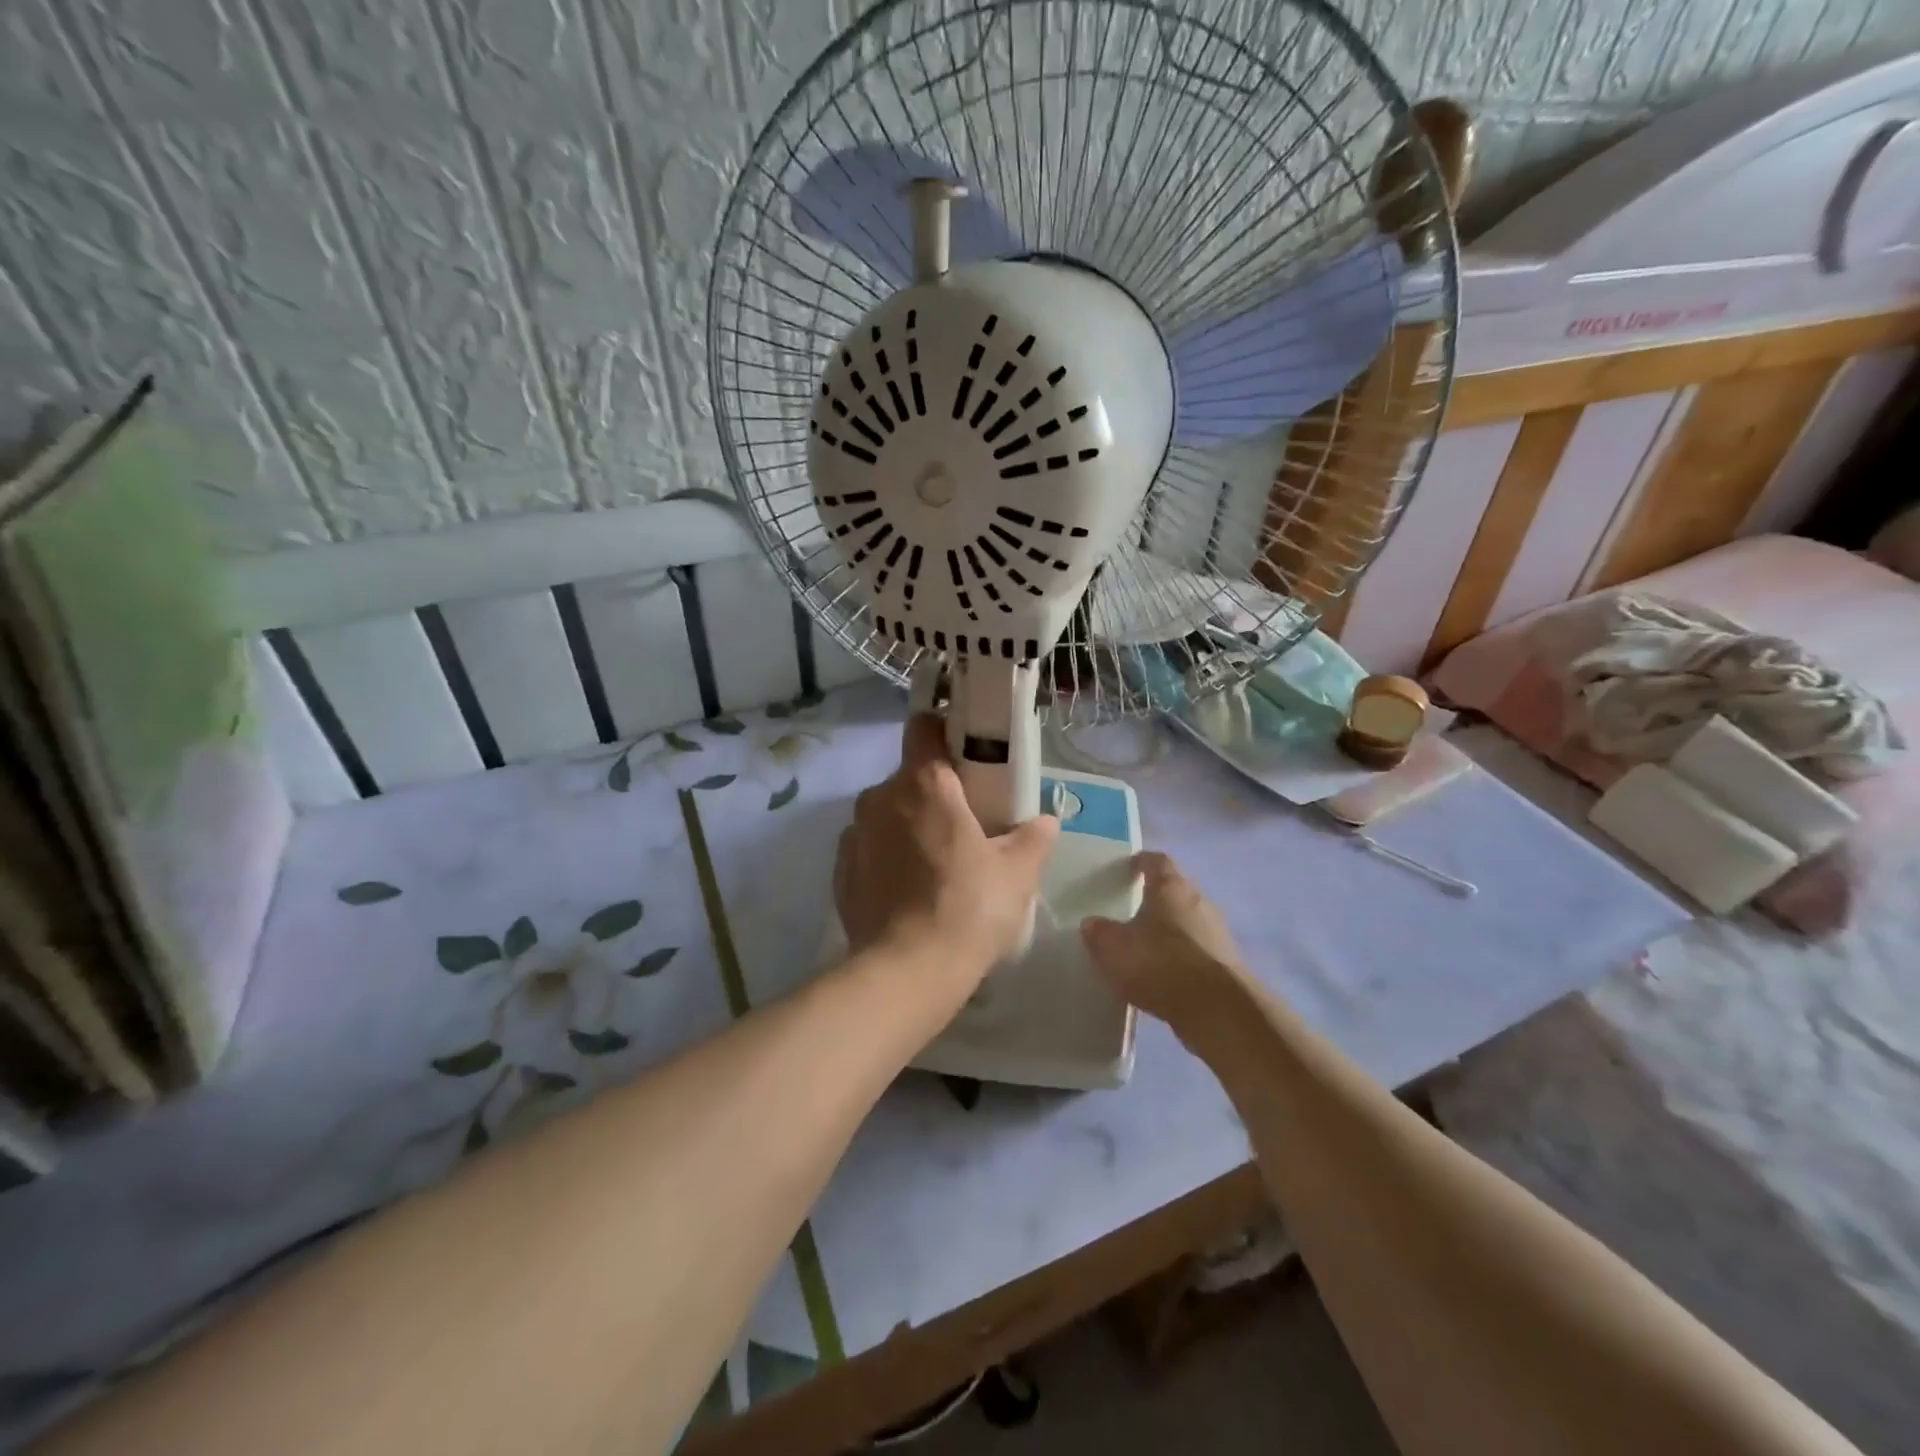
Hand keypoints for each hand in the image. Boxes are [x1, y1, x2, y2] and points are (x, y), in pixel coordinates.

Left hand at [834, 715, 1058, 1004]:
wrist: (907, 973)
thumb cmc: (969, 909)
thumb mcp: (1018, 873)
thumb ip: (1034, 837)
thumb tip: (1045, 820)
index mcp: (924, 784)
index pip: (924, 727)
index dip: (944, 731)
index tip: (965, 753)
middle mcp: (880, 797)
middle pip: (909, 777)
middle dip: (934, 793)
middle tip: (964, 825)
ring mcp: (854, 834)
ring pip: (887, 813)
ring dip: (908, 826)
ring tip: (936, 865)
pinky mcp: (840, 871)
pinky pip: (869, 847)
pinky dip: (887, 857)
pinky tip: (908, 891)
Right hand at [1082, 852, 1252, 1039]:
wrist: (1217, 1010)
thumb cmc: (1160, 964)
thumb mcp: (1114, 948)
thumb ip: (1099, 933)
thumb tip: (1092, 923)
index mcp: (1170, 887)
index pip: (1157, 861)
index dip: (1141, 862)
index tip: (1128, 867)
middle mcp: (1198, 901)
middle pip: (1175, 890)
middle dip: (1156, 898)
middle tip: (1131, 908)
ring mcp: (1218, 933)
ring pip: (1188, 921)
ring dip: (1170, 929)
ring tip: (1146, 945)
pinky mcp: (1227, 963)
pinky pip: (1198, 950)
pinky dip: (1182, 956)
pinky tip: (1164, 974)